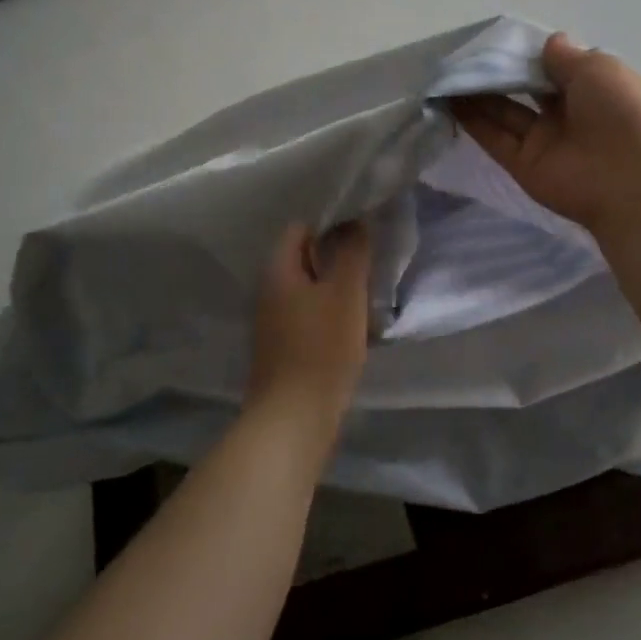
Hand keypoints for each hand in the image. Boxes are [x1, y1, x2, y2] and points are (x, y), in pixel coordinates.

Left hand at [246, 222, 371, 431]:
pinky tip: (356, 328)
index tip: (364, 233)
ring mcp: (273, 322)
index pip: (301, 228)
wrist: (294, 418)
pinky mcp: (284, 348)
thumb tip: (355, 220)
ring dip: (338, 288)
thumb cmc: (322, 347)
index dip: (332, 224)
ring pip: (310, 290)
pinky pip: (310, 317)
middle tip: (371, 264)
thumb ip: (352, 251)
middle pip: (305, 259)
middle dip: (338, 258)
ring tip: (369, 295)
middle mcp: (268, 290)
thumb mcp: (345, 292)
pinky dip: (332, 315)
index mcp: (277, 270)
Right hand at [452, 33, 640, 231]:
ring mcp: (543, 140)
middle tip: (466, 56)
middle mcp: (567, 114)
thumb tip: (550, 42)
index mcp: (592, 89)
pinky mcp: (523, 164)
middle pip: (526, 90)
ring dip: (479, 95)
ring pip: (505, 113)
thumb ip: (566, 56)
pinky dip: (472, 122)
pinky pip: (495, 139)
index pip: (556, 68)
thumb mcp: (597, 68)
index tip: (501, 40)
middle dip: (500, 73)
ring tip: (448, 74)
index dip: (530, 54)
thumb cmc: (620, 112)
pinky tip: (448, 100)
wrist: (628, 178)